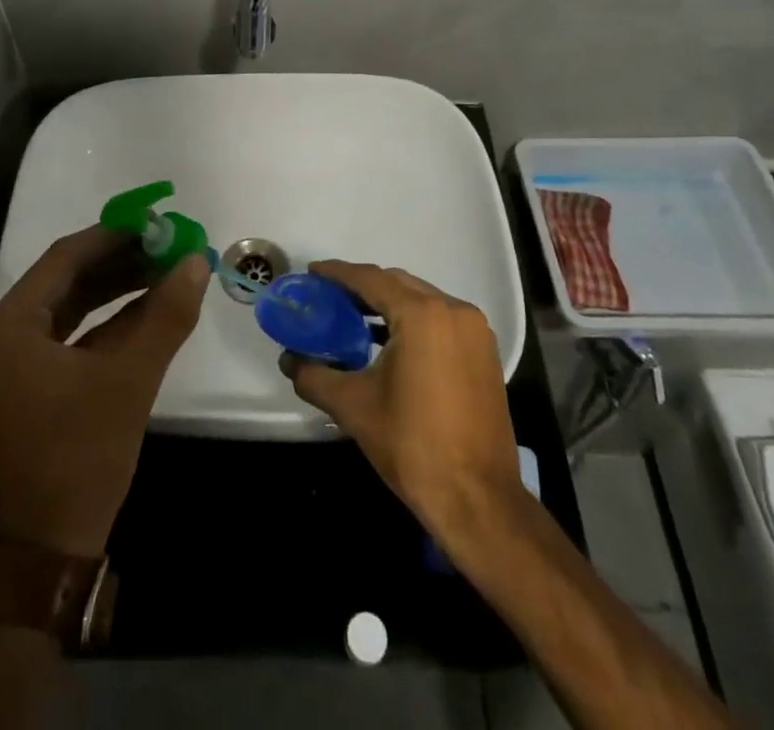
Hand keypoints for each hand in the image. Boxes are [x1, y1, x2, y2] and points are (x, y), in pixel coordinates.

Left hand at [0, 225, 209, 557]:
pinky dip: (109, 321)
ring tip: (166, 269)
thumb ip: (166, 316)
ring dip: (118, 288)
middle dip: (121, 261)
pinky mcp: (31, 383)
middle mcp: (3, 334)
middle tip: (168, 244)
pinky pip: (72, 335)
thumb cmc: (81, 456)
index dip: (114, 236)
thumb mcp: (130, 380)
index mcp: (8, 325)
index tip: (157, 222)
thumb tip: (197, 260)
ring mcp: (15, 361)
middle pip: (68, 279)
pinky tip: (150, 307)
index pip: (65, 258)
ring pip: (72, 306)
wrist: (48, 552)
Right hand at [280, 260, 523, 543]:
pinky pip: (440, 319)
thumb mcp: (354, 407)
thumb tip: (289, 360)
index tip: (312, 273)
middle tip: (329, 297)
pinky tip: (389, 341)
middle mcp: (453, 311)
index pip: (371, 279)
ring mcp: (474, 331)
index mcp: (422, 315)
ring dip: (388, 303)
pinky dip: (412, 320)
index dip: (338, 273)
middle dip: (362, 287)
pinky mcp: (484, 353)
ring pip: (422, 300)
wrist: (478, 501)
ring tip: (353, 317)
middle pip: (398, 284)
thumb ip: (314, 376)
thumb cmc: (413, 446)